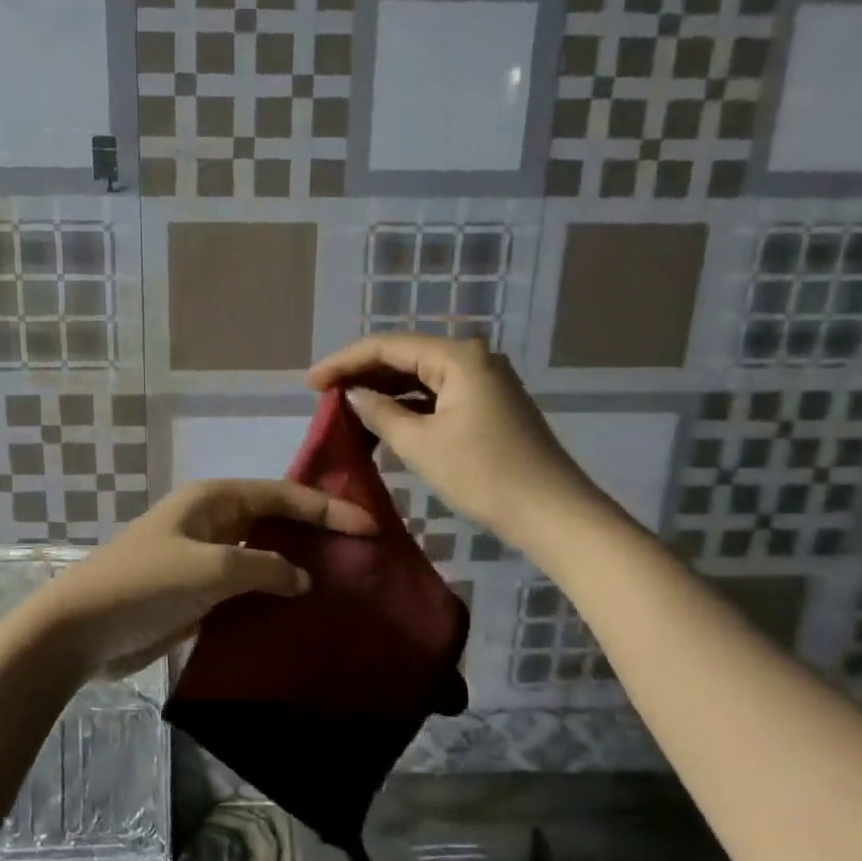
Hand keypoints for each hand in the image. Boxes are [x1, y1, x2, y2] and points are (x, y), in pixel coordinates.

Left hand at [21, 480, 375, 679]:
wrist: (80, 630)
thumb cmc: (145, 584)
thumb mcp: (211, 569)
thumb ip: (264, 568)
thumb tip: (302, 578)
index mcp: (214, 500)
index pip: (282, 494)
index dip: (327, 509)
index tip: (370, 527)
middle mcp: (212, 521)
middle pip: (274, 520)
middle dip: (316, 533)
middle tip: (362, 552)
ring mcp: (203, 558)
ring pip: (262, 555)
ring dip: (296, 566)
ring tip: (342, 582)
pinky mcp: (197, 593)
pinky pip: (246, 587)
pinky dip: (272, 595)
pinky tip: (299, 613)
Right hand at [307, 335, 598, 540]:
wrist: (552, 514)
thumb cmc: (483, 475)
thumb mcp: (421, 444)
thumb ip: (380, 413)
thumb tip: (354, 395)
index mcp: (458, 357)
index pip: (387, 346)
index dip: (343, 362)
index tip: (310, 384)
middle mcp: (473, 358)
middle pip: (404, 356)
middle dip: (362, 374)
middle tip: (323, 396)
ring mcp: (484, 382)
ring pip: (420, 377)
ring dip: (383, 392)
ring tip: (346, 410)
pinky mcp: (488, 406)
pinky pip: (436, 396)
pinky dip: (407, 407)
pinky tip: (382, 422)